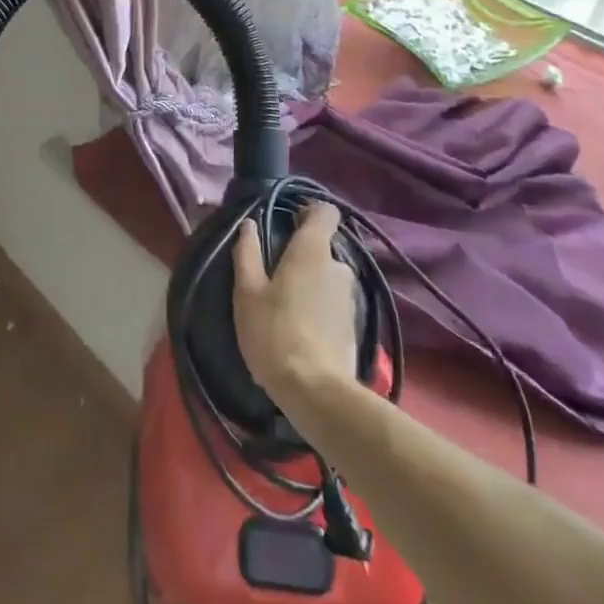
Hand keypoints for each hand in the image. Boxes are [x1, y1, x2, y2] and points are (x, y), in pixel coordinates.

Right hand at [232, 202, 356, 397]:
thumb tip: (249, 224)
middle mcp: (338, 266)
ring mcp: (351, 297)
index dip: (309, 212)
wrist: (315, 391)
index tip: (289, 223)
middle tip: (278, 276)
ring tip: (288, 307)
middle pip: (324, 247)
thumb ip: (247, 253)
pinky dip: (321, 308)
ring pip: (329, 277)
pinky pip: (335, 303)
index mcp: (312, 250)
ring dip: (313, 284)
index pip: (325, 212)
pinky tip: (302, 329)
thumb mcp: (247, 292)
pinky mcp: (356, 325)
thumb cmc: (274, 332)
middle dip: (304, 256)